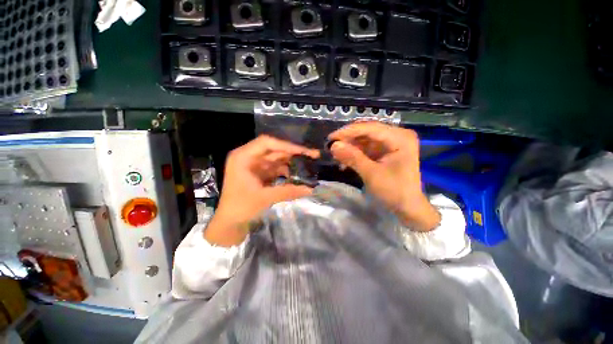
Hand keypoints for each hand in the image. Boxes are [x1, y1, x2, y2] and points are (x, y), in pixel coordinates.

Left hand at [205, 135, 319, 246]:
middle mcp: (249, 157)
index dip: (286, 145)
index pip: (267, 143)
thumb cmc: (241, 208)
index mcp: (243, 157)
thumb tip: (311, 189)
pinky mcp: (260, 173)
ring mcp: (255, 165)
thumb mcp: (264, 198)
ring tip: (309, 164)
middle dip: (293, 152)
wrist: (230, 222)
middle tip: (312, 155)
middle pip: (274, 149)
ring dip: (292, 162)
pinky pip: (276, 168)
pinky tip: (298, 174)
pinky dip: (287, 170)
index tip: (303, 151)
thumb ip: (288, 191)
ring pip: (277, 158)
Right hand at [328, 122, 440, 230]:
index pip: (370, 128)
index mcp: (399, 137)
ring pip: (364, 140)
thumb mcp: (372, 174)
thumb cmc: (394, 191)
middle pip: (367, 132)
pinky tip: (344, 161)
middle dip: (348, 140)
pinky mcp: (384, 152)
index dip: (348, 132)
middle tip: (331, 147)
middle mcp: (396, 136)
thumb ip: (352, 158)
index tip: (330, 138)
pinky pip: (365, 148)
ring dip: (349, 147)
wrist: (407, 208)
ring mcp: (390, 144)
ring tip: (335, 155)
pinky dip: (354, 154)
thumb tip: (333, 146)